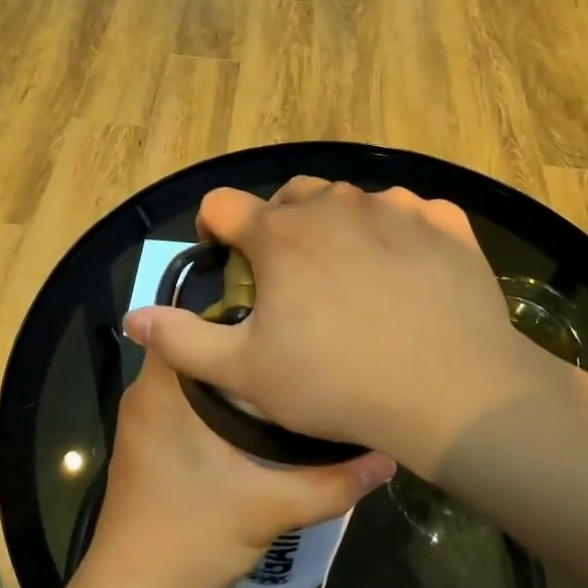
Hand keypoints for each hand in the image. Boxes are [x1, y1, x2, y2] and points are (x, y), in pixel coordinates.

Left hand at [85, 350, 395, 587]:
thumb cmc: (193, 534)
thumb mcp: (272, 507)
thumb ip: (332, 482)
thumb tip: (386, 459)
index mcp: (165, 387)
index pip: (197, 320)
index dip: (242, 311)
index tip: (284, 319)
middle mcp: (145, 392)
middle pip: (200, 349)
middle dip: (244, 347)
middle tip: (296, 350)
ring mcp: (140, 419)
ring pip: (191, 378)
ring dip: (230, 377)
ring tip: (285, 377)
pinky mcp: (143, 444)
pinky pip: (181, 402)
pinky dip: (212, 401)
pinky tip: (253, 419)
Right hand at [123, 179, 550, 474]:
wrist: (453, 390)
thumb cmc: (338, 383)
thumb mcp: (246, 372)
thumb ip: (182, 340)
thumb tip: (134, 316)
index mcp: (280, 235)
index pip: (224, 204)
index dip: (215, 227)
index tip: (224, 254)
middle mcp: (334, 206)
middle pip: (291, 196)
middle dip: (281, 225)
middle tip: (293, 275)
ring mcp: (395, 207)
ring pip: (352, 202)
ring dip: (341, 226)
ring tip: (354, 276)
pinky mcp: (444, 223)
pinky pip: (412, 212)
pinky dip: (400, 232)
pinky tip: (408, 271)